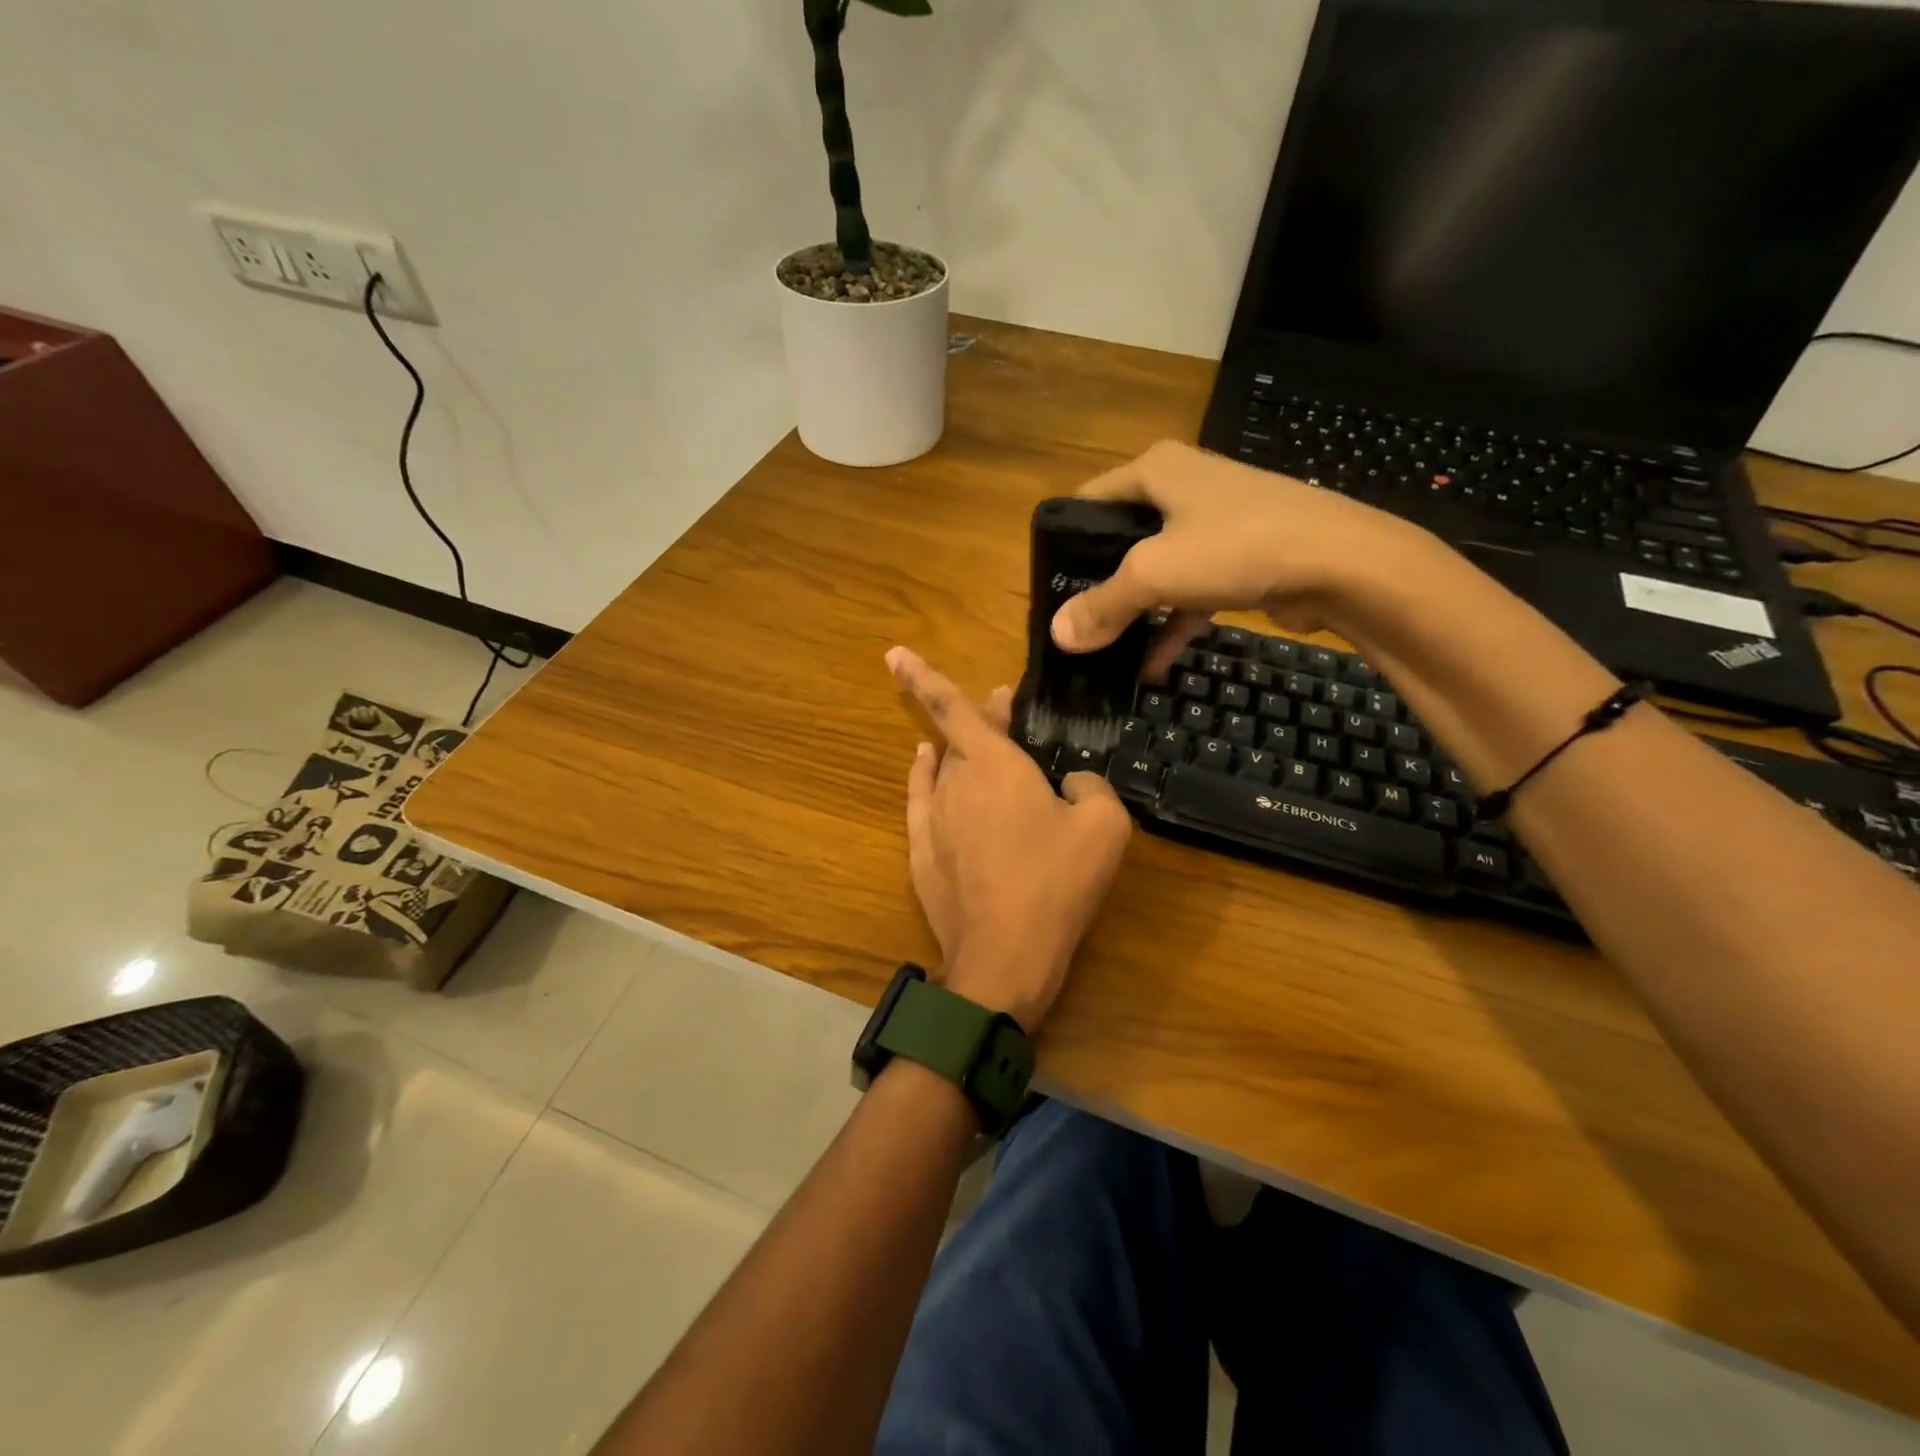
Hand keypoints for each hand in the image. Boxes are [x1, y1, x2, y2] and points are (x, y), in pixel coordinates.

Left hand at [887, 647, 1132, 1031]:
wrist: (1005, 956)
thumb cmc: (1057, 883)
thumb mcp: (1105, 827)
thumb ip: (1091, 788)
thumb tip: (1072, 785)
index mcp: (994, 765)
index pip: (954, 707)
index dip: (922, 675)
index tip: (893, 651)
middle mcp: (954, 782)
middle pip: (959, 738)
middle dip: (981, 719)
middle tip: (1003, 710)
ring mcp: (933, 819)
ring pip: (943, 770)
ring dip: (961, 753)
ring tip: (981, 747)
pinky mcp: (922, 852)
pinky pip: (921, 801)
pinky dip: (925, 779)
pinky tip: (926, 770)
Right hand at [1048, 440, 1446, 671]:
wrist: (1343, 563)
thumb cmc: (1237, 546)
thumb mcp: (1154, 573)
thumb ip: (1102, 604)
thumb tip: (1058, 636)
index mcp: (1154, 470)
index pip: (1087, 501)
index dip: (1063, 543)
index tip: (1048, 590)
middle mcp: (1181, 486)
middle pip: (1120, 538)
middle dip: (1097, 585)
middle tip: (1073, 625)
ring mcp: (1213, 522)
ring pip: (1156, 569)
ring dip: (1134, 613)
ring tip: (1103, 652)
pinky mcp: (1239, 557)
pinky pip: (1189, 592)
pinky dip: (1171, 626)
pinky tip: (1150, 667)